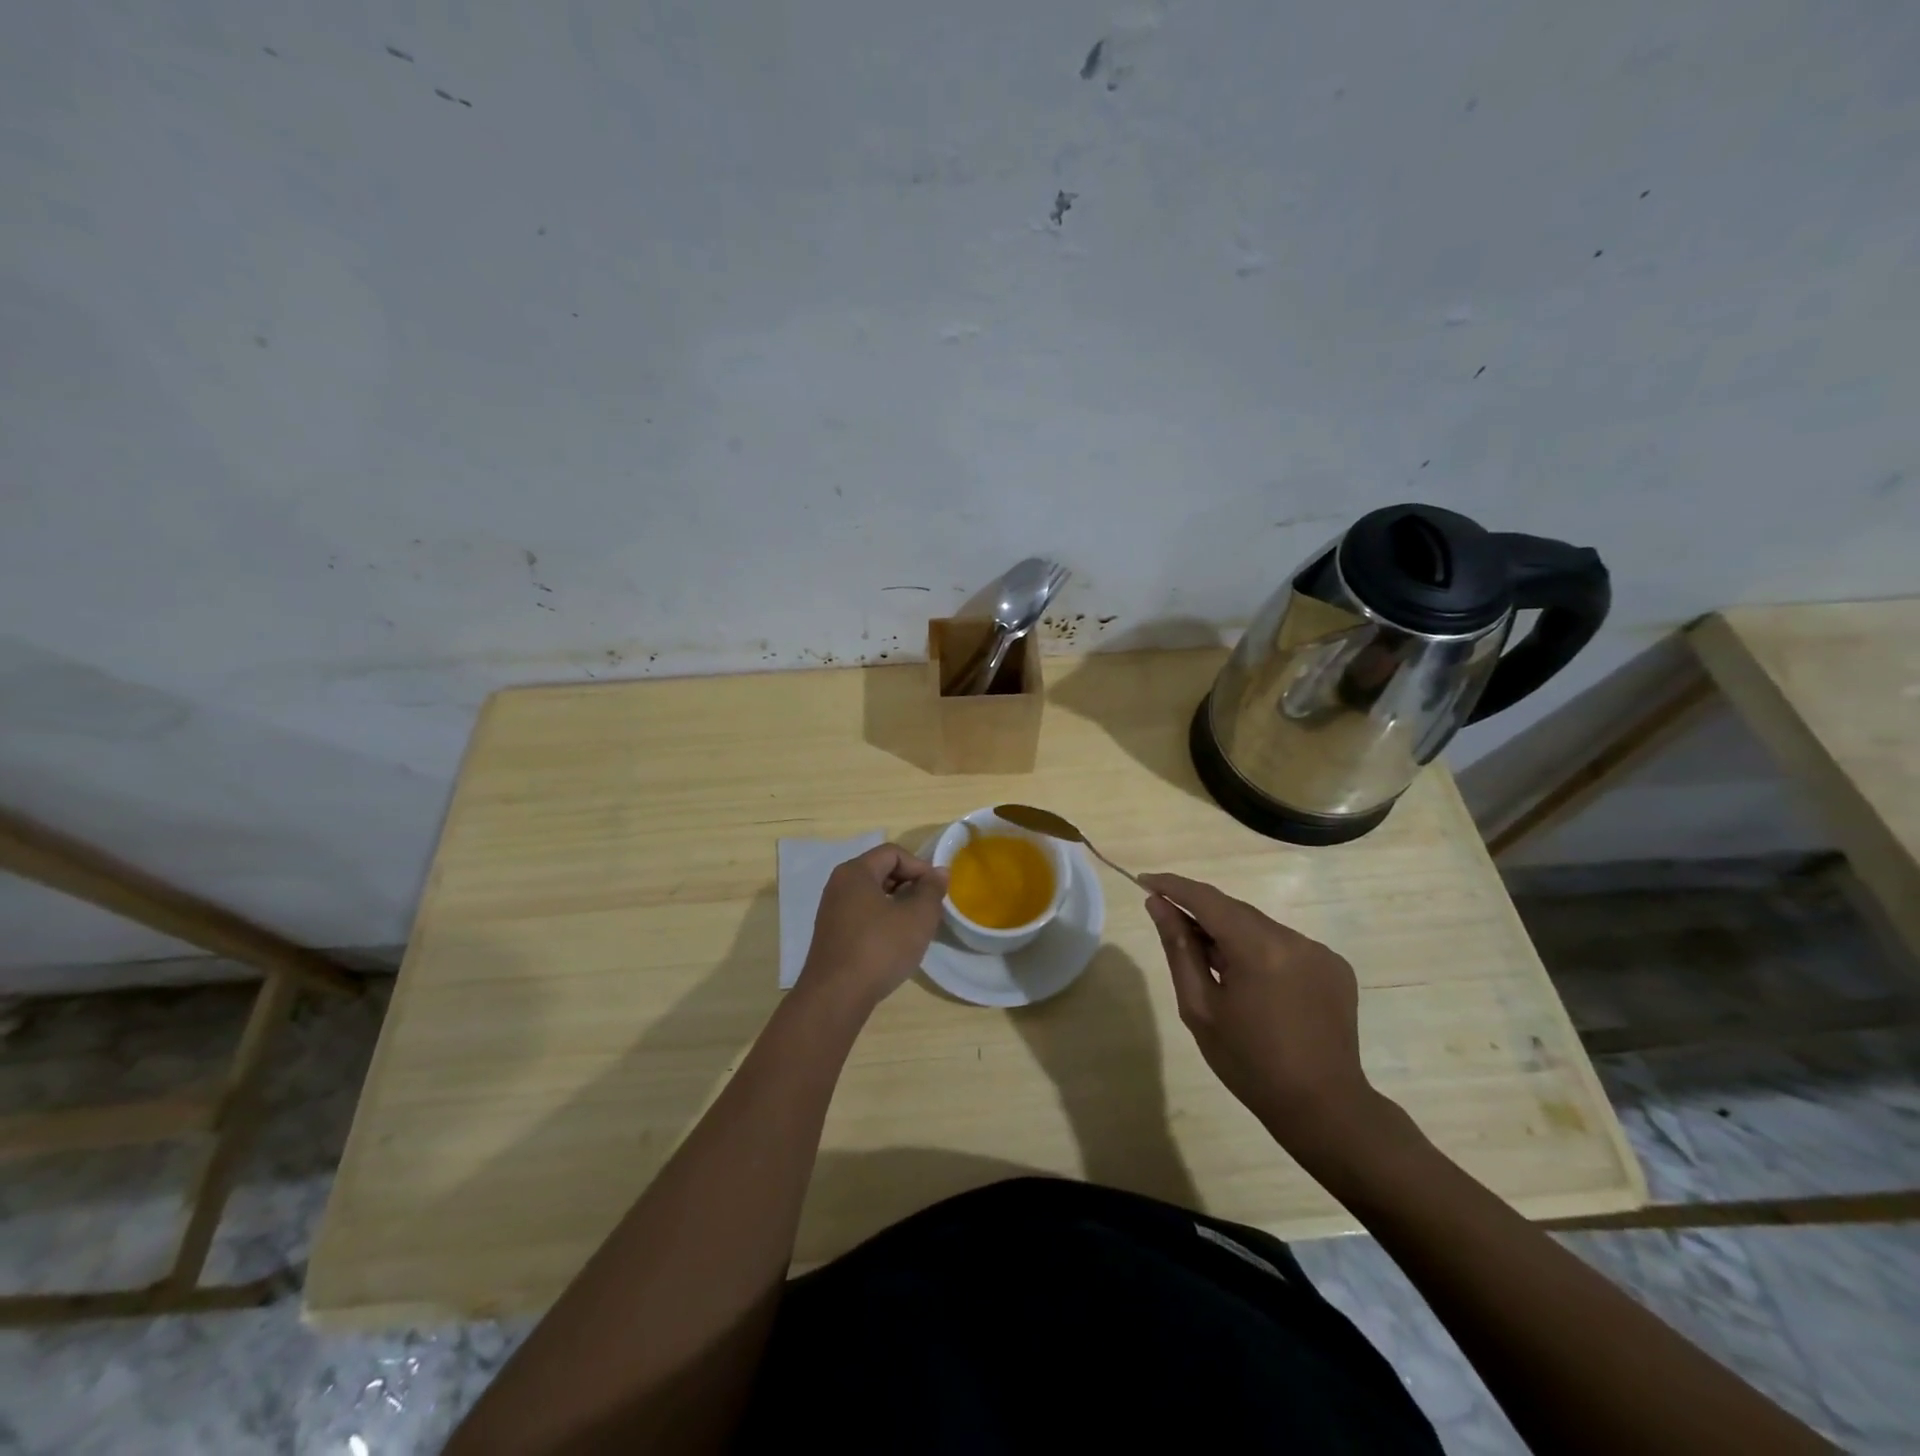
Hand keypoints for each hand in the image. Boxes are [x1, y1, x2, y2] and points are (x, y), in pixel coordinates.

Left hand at [801, 844, 947, 1013]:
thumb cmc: (880, 948)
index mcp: (855, 872)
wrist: (836, 996)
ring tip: (915, 927)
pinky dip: (882, 921)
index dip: (920, 867)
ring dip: (898, 905)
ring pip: (872, 895)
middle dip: (909, 885)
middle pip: (881, 871)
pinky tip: (895, 944)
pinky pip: (862, 915)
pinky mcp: (832, 935)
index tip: (936, 891)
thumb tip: (939, 873)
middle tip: (929, 909)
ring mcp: (832, 911)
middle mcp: (839, 885)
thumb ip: (932, 890)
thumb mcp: (917, 917)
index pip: (893, 853)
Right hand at [1139, 872, 1385, 1153]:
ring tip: (1212, 967)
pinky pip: (1285, 945)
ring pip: (1260, 927)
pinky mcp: (1335, 966)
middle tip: (1170, 925)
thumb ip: (1179, 949)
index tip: (1145, 881)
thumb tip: (1158, 905)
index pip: (1207, 899)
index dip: (1174, 887)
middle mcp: (1293, 939)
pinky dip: (1260, 951)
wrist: (1324, 1108)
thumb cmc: (1249, 1063)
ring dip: (1231, 934)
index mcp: (1258, 949)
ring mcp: (1319, 951)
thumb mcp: (1200, 1007)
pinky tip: (1252, 983)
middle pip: (1235, 911)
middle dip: (1200, 912)